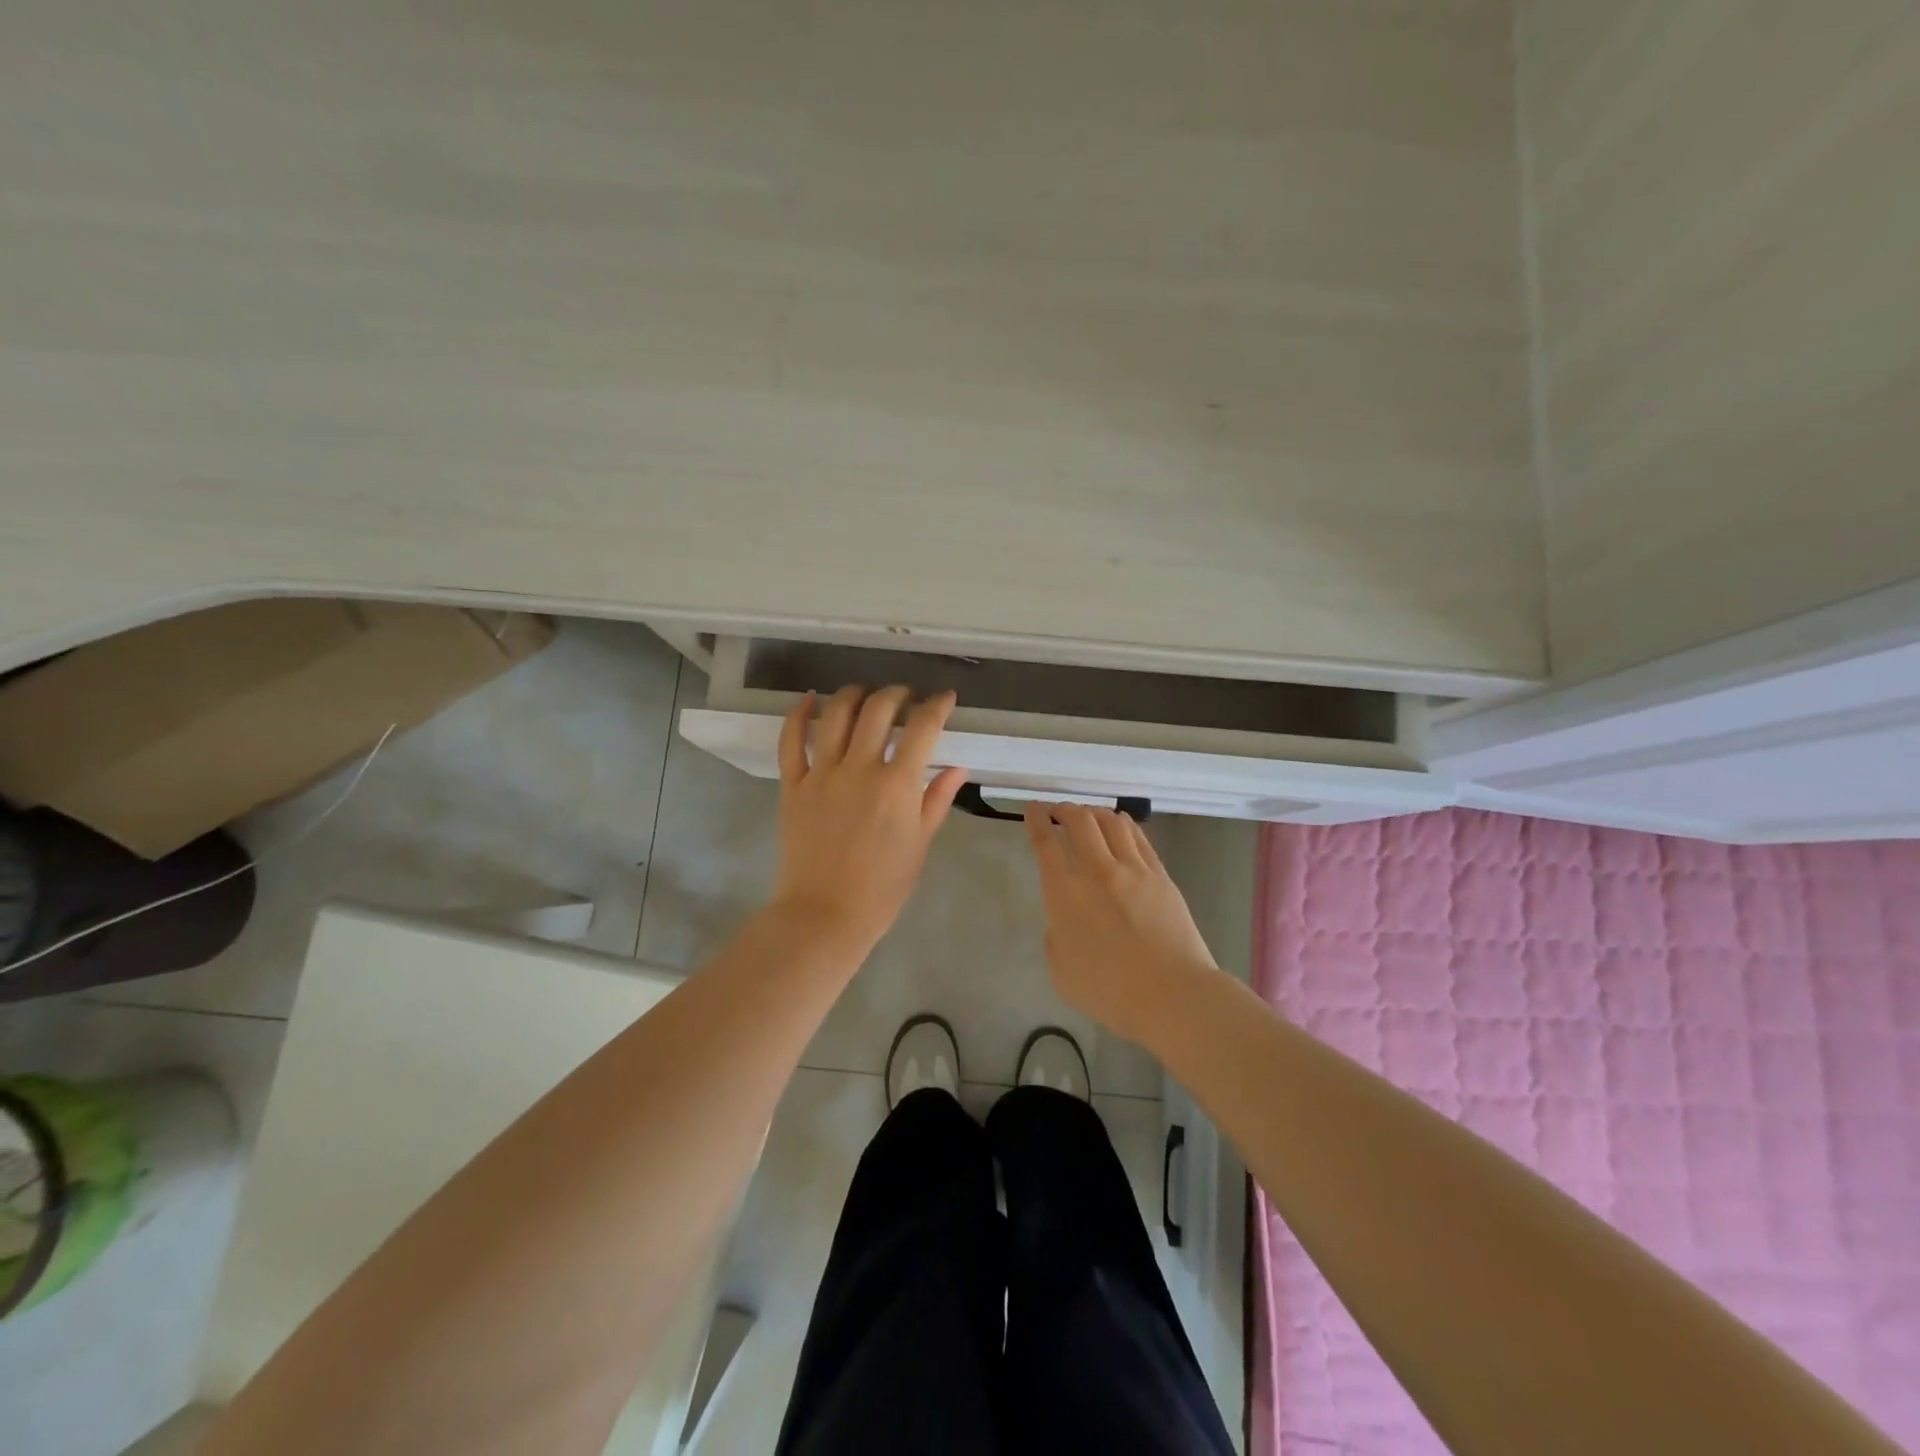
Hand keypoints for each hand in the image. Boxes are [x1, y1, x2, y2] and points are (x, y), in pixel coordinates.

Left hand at [771, 685, 967, 955]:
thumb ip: (937, 800)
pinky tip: (809, 699)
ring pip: (837, 715)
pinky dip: (799, 714)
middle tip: (906, 697)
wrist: (825, 915)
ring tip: (866, 693)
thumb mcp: (919, 844)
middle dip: (897, 693)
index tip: (945, 698)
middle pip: (879, 709)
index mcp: (897, 785)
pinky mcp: (792, 785)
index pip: (923, 728)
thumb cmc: (882, 888)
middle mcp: (859, 769)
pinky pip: (791, 741)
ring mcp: (822, 774)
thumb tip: (957, 768)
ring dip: (855, 694)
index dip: (937, 706)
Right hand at [1024, 803, 1218, 1043]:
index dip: (1036, 820)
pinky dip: (1123, 824)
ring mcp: (1133, 870)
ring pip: (1111, 822)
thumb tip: (1065, 919)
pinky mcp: (1160, 876)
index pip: (1046, 843)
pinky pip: (1138, 838)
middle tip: (1058, 810)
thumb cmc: (1110, 992)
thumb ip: (1056, 936)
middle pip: (1079, 821)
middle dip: (1064, 809)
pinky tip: (1120, 825)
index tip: (1033, 809)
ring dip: (1094, 812)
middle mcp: (1097, 872)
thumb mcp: (1061, 971)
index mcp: (1065, 895)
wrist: (1172, 995)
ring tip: (1088, 815)